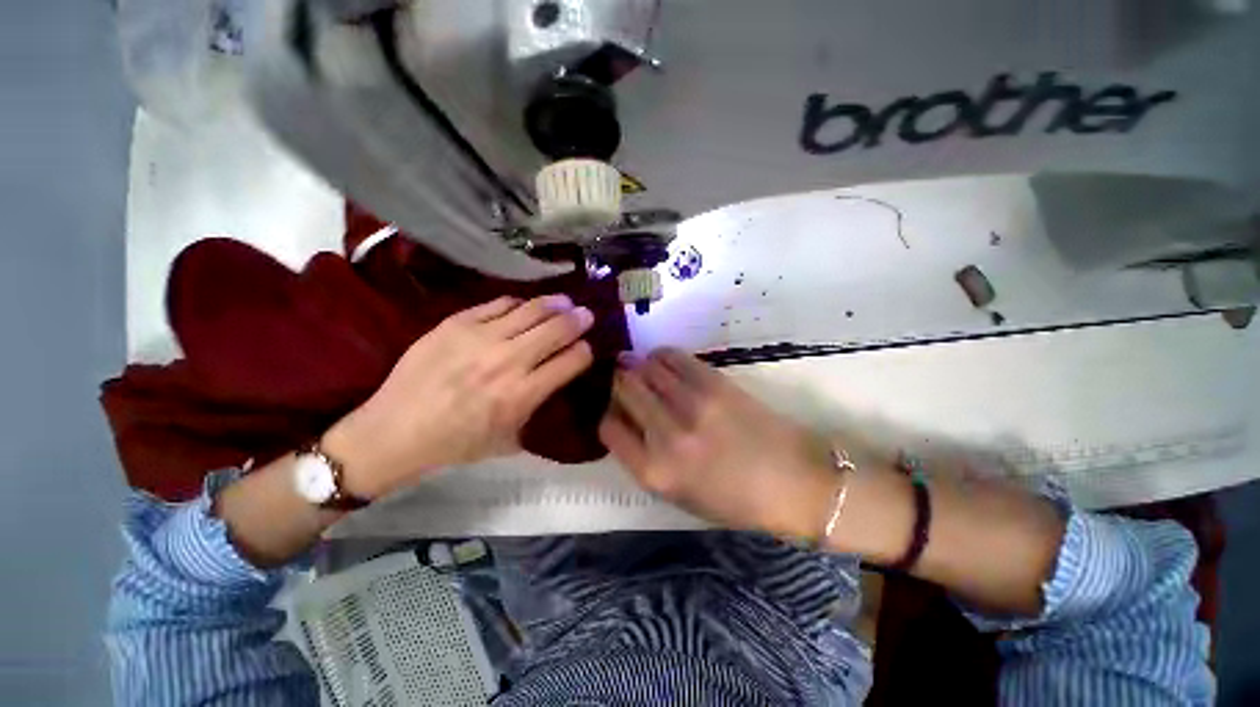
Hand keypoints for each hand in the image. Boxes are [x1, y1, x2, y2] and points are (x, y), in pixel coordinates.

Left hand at [323, 295, 594, 498]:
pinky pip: (499, 303)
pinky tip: (525, 307)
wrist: (395, 431)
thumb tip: (555, 380)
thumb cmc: (457, 444)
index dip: (586, 352)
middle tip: (586, 315)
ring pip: (532, 310)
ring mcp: (481, 337)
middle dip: (579, 320)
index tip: (588, 348)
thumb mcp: (509, 439)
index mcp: (523, 394)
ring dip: (555, 304)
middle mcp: (508, 361)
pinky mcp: (456, 322)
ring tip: (565, 302)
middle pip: (558, 329)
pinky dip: (519, 304)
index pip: (572, 361)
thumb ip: (538, 408)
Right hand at [598, 348, 842, 539]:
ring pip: (645, 368)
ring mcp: (692, 405)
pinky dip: (661, 356)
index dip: (608, 414)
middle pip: (623, 388)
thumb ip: (644, 459)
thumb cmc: (734, 500)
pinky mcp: (714, 383)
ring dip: (637, 366)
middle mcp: (666, 435)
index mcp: (654, 472)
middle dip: (618, 382)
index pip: (608, 427)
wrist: (793, 481)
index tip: (617, 411)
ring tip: (642, 370)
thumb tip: (625, 418)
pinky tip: (662, 362)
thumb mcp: (678, 495)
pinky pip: (673, 356)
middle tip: (623, 381)